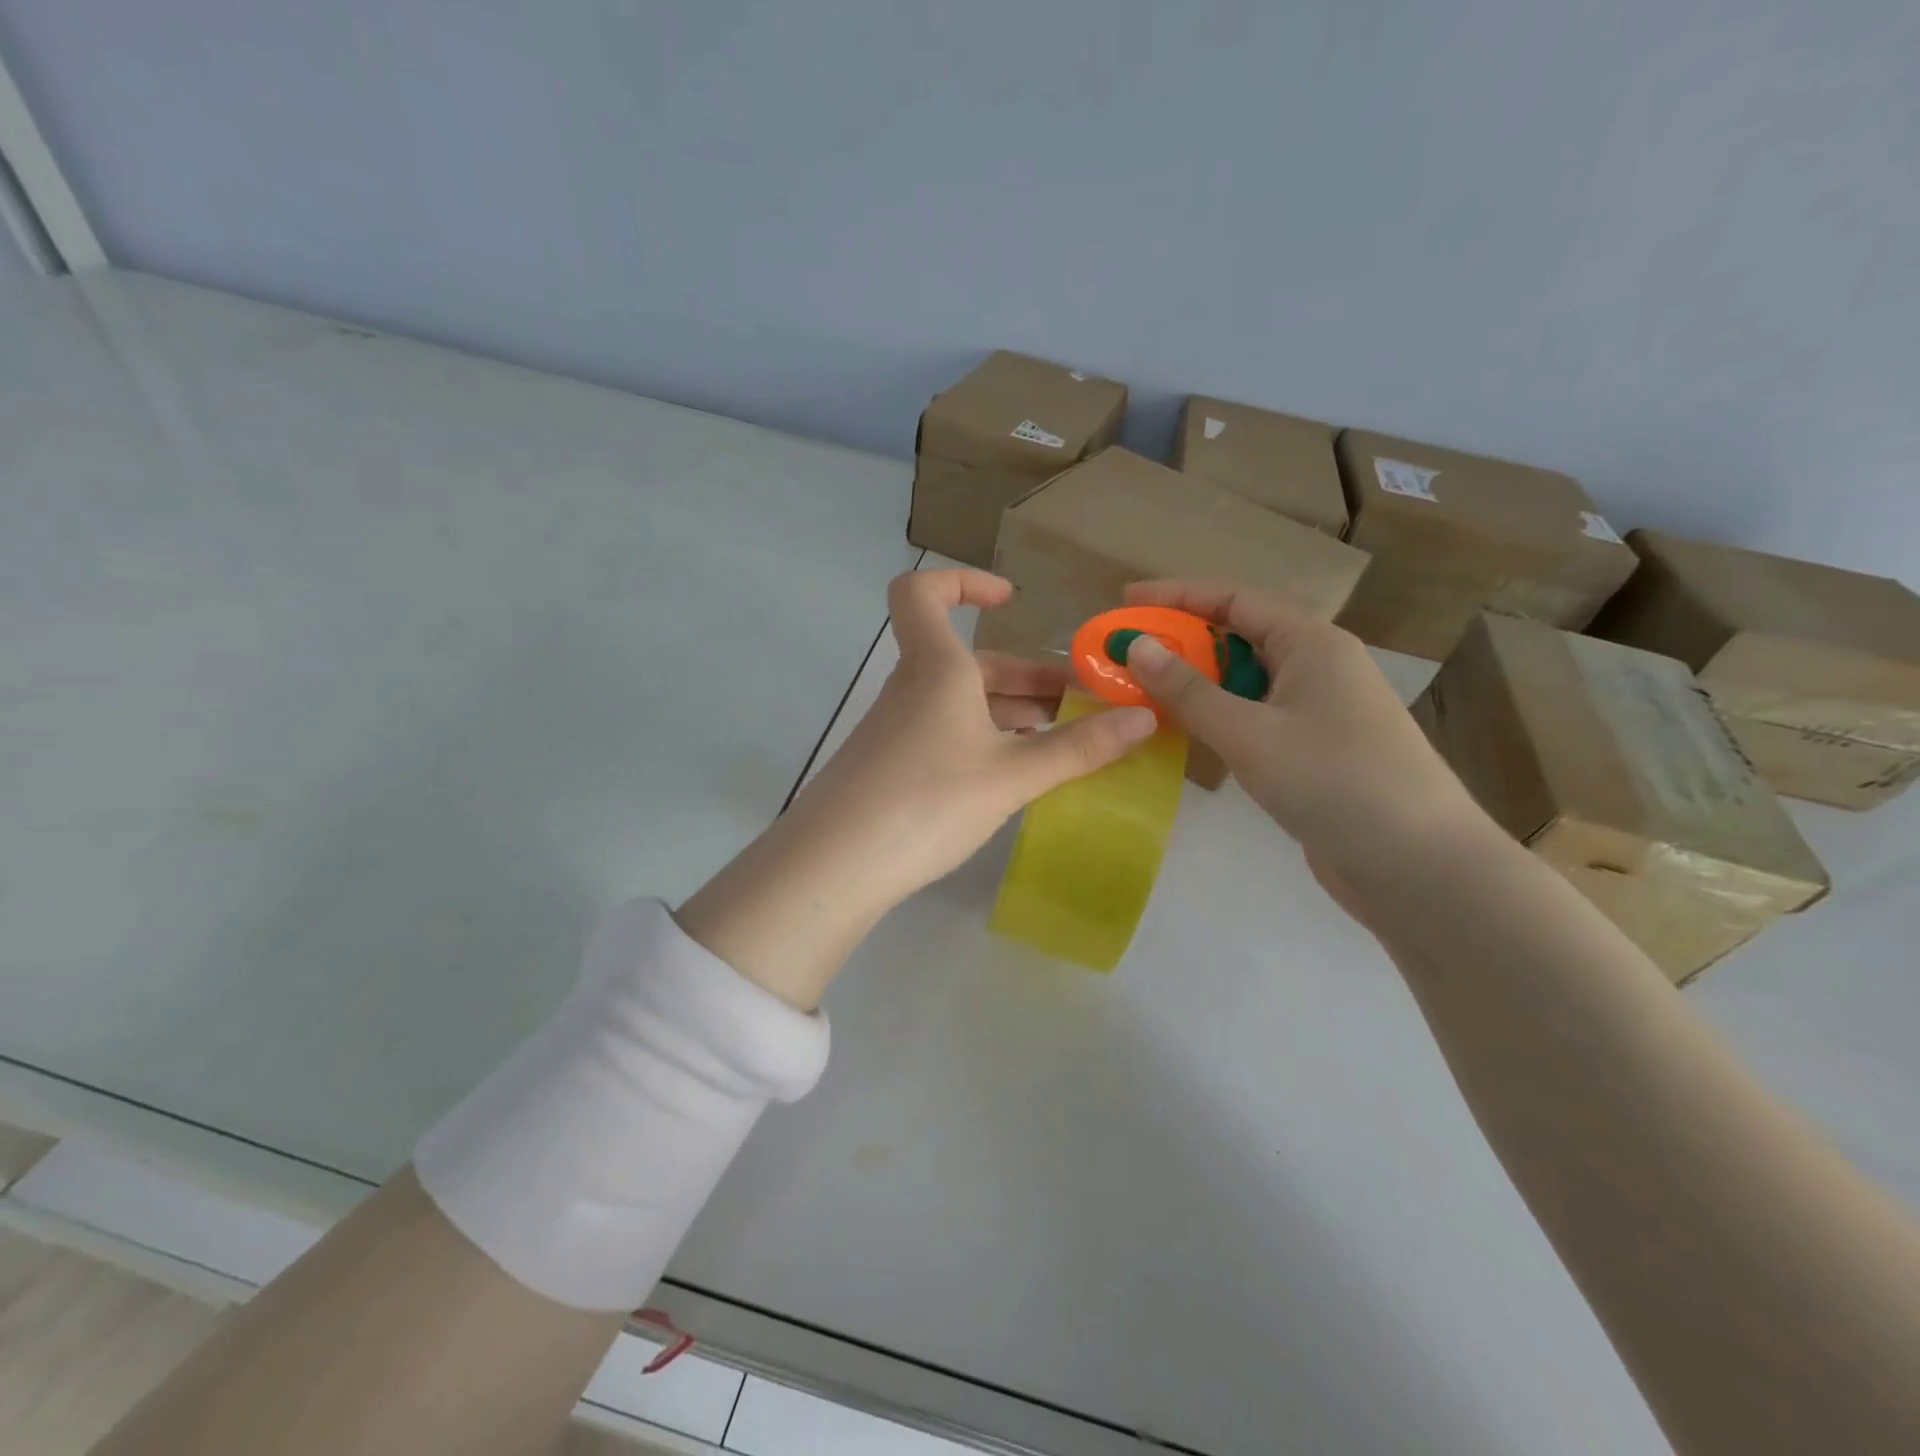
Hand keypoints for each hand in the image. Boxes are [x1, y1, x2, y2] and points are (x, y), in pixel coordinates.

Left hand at [791, 568, 1158, 900]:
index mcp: (936, 668)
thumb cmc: (927, 801)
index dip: (964, 582)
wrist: (834, 866)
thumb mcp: (1011, 776)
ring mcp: (899, 729)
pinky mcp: (893, 766)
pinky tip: (1019, 775)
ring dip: (1015, 713)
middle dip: (1031, 677)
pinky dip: (988, 741)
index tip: (1011, 602)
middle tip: (1086, 706)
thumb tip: (1145, 717)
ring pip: (963, 703)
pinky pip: (949, 735)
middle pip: (971, 662)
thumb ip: (1078, 748)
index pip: (923, 592)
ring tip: (1068, 742)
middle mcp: (914, 688)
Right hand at [1120, 581, 1483, 898]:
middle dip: (1182, 642)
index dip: (1177, 597)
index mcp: (1311, 643)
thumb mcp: (1248, 732)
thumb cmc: (1333, 781)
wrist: (1418, 864)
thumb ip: (1188, 690)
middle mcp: (1319, 666)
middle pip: (1240, 636)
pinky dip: (1219, 717)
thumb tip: (1137, 646)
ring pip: (1247, 681)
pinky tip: (1189, 733)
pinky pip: (1257, 717)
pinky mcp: (1318, 750)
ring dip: (1197, 683)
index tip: (1127, 602)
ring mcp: (1321, 710)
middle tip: (1127, 655)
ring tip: (1145, 692)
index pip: (1234, 600)